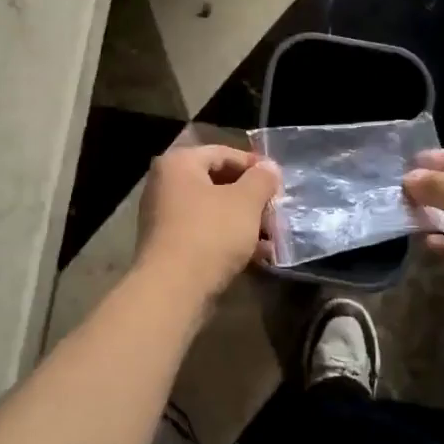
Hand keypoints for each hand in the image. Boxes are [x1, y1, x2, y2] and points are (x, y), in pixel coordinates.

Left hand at [136, 145, 280, 304]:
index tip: (279, 182)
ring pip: (213, 211)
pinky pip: (205, 234)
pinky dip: (229, 240)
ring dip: (244, 221)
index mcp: (178, 164)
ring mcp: (163, 217)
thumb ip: (261, 179)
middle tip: (277, 210)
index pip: (222, 153)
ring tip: (272, 236)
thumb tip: (269, 167)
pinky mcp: (169, 247)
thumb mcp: (246, 201)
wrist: (173, 289)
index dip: (254, 165)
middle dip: (251, 197)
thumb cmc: (211, 233)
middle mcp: (165, 185)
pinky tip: (257, 256)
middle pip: (217, 183)